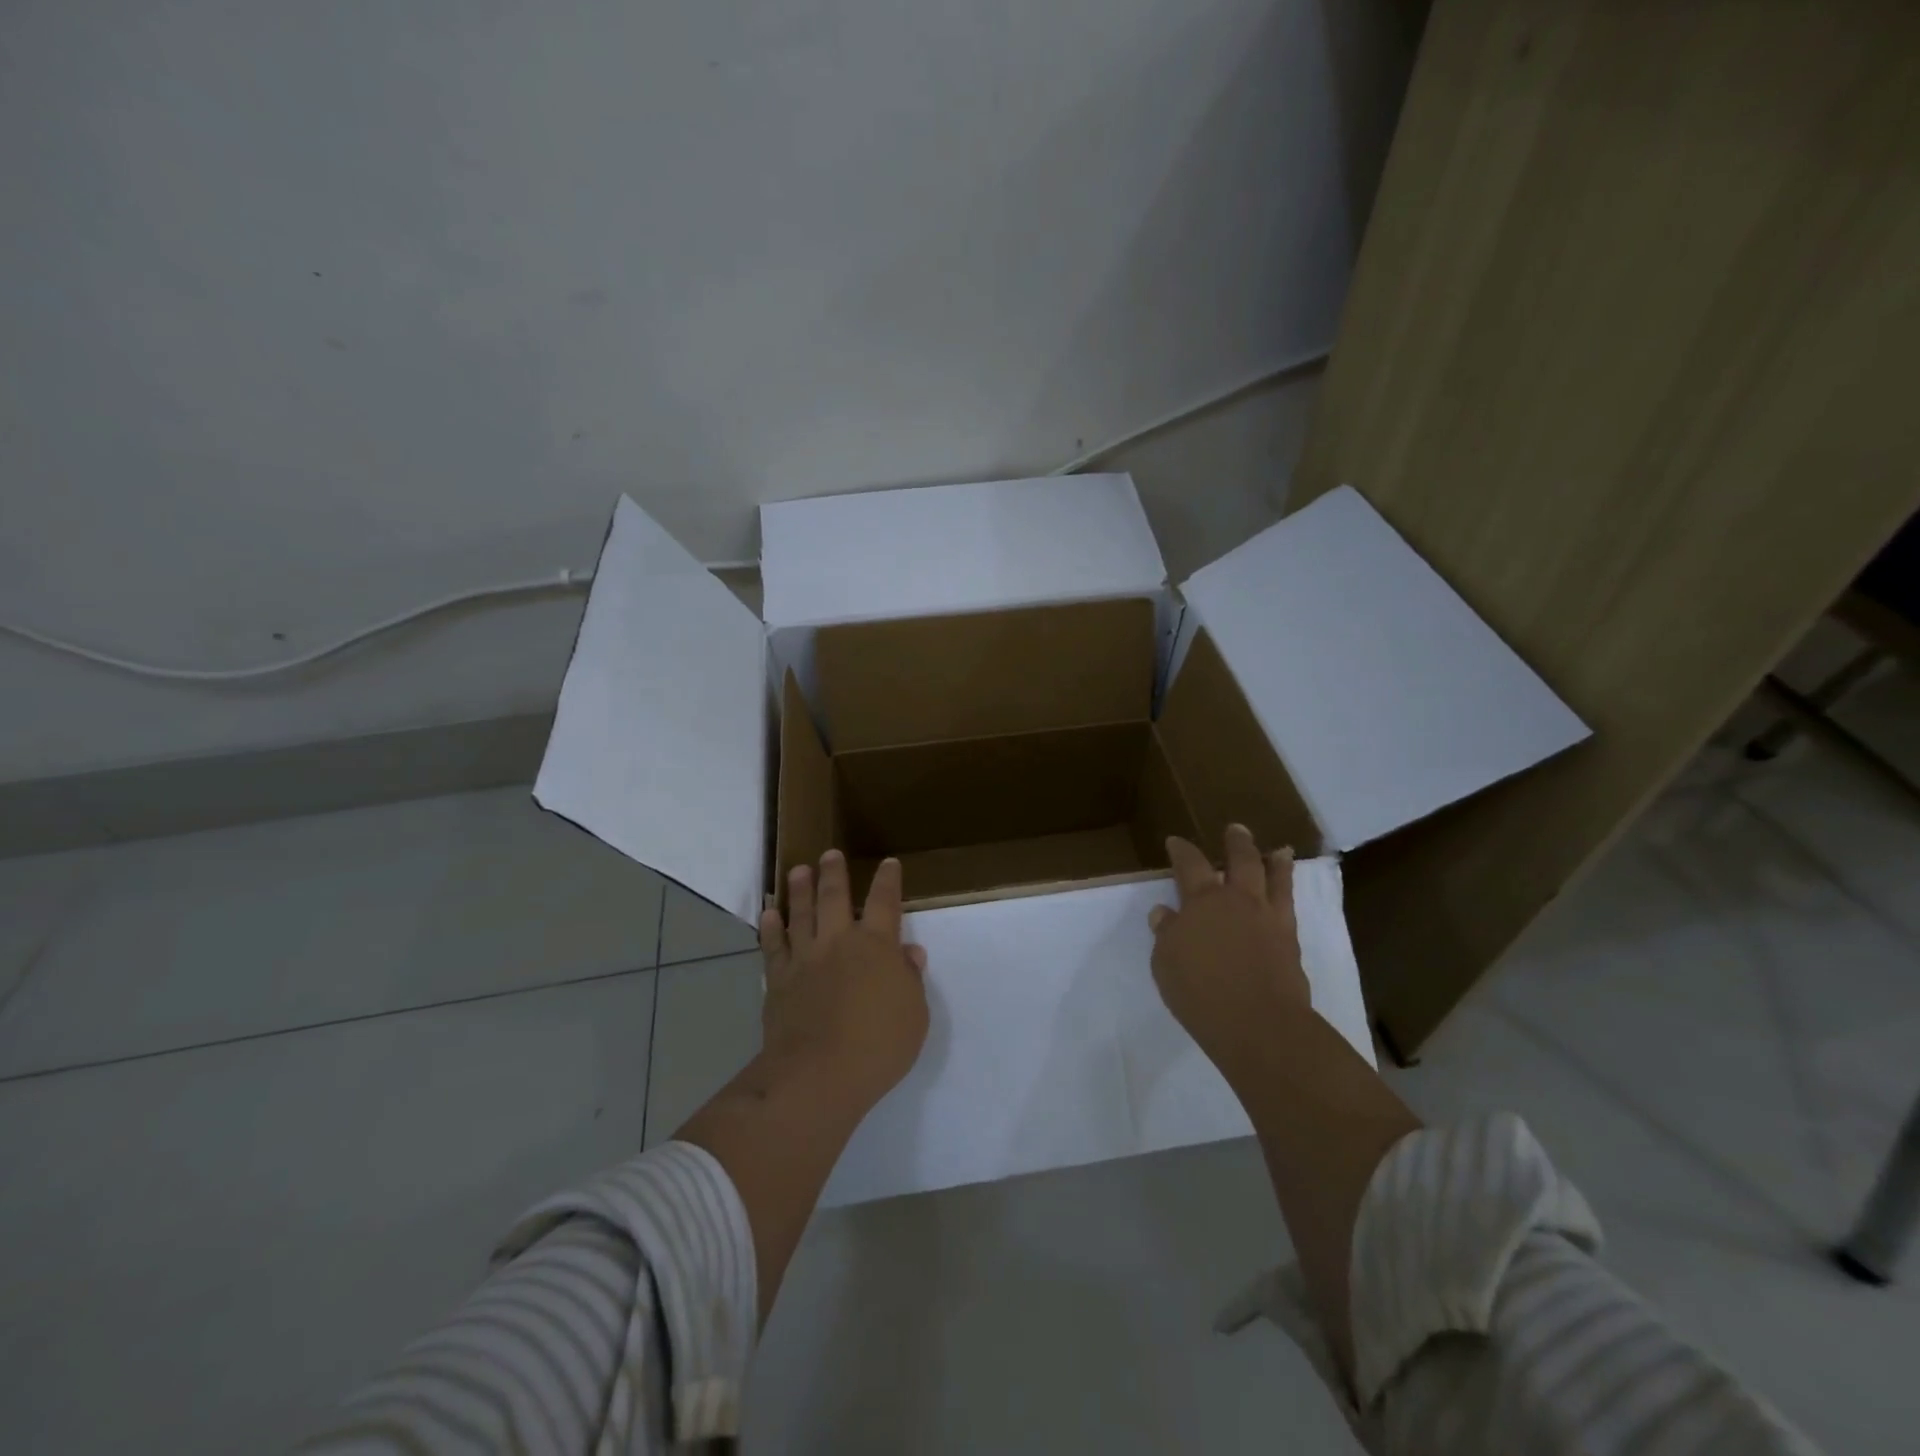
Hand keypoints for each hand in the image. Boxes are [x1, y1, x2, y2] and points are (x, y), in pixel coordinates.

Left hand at [759, 849, 929, 1113]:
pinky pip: (773, 947)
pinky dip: (770, 929)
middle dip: (833, 873)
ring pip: (801, 914)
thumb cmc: (878, 1046)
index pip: (884, 902)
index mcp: (876, 946)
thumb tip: (908, 952)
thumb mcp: (914, 1015)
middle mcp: (838, 942)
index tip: (888, 864)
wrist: (818, 1074)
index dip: (888, 881)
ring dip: (799, 890)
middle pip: (834, 897)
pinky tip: (769, 915)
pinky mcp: (779, 980)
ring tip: (797, 871)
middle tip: (829, 854)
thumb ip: (910, 979)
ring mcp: (805, 959)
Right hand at [1149, 825, 1310, 1080]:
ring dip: (1275, 862)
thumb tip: (1165, 913)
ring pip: (1275, 879)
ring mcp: (1268, 919)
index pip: (1190, 865)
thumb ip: (1166, 934)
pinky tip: (1286, 894)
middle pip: (1240, 860)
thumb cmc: (1200, 991)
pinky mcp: (1290, 941)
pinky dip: (1288, 893)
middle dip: (1236, 842)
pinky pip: (1290, 906)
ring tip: (1279, 850)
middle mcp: (1238, 900)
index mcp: (1202, 901)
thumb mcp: (1166, 962)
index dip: (1182, 850)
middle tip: (1236, 829)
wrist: (1258, 1024)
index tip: (1176, 842)